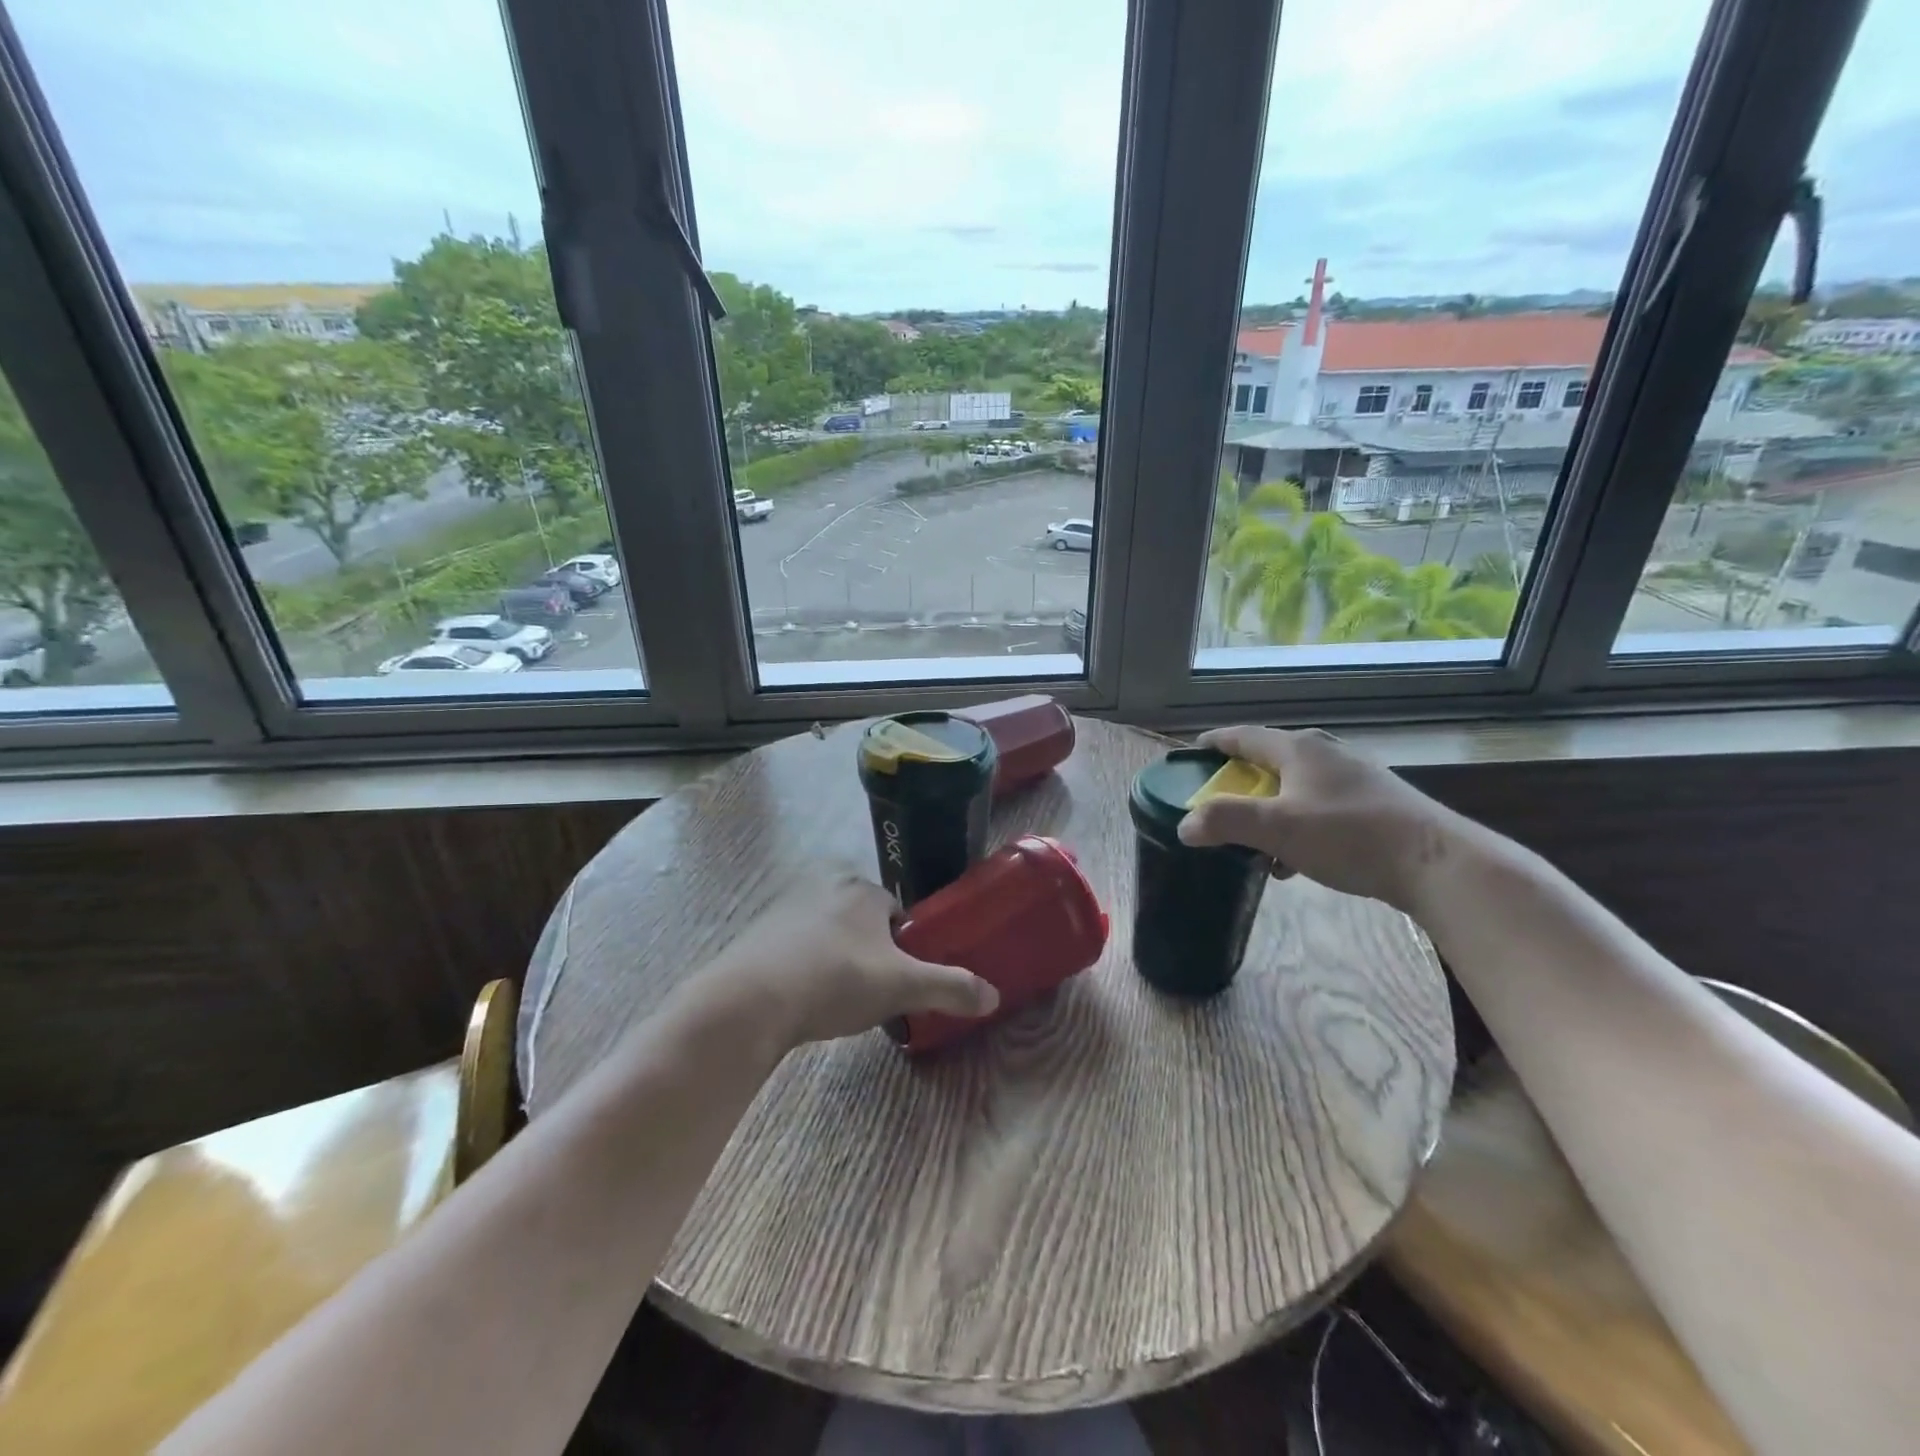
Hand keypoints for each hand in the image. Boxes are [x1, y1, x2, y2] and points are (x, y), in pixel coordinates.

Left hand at [699, 874, 998, 1048]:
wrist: (750, 1001)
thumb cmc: (836, 980)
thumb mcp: (902, 987)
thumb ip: (949, 988)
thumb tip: (994, 996)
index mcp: (862, 890)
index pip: (897, 913)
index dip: (903, 948)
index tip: (899, 980)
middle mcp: (824, 886)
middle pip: (862, 923)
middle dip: (869, 954)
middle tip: (869, 994)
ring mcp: (786, 908)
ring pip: (828, 935)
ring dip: (836, 961)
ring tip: (835, 1001)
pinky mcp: (757, 933)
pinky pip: (795, 948)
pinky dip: (804, 969)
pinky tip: (801, 1000)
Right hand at [1175, 726, 1461, 912]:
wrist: (1436, 863)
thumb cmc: (1349, 836)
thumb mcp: (1277, 829)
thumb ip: (1225, 822)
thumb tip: (1185, 825)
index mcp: (1299, 748)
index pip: (1244, 735)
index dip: (1215, 742)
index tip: (1192, 753)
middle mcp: (1326, 753)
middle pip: (1270, 758)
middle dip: (1240, 780)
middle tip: (1217, 799)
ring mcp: (1355, 776)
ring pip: (1296, 785)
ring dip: (1270, 808)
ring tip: (1254, 838)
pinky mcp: (1375, 802)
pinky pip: (1320, 805)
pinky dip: (1297, 823)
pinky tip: (1296, 859)